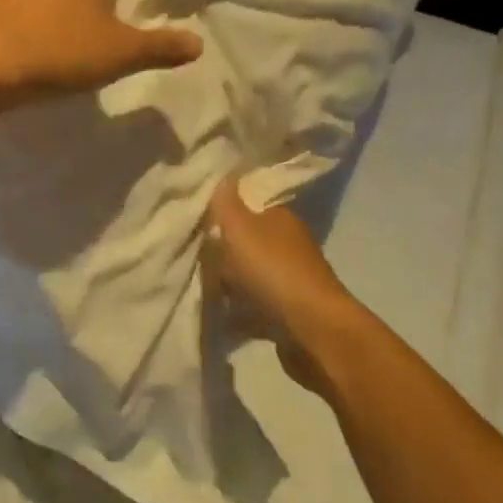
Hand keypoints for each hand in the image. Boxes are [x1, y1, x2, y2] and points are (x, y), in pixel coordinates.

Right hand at [207, 175, 361, 391]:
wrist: (312, 330)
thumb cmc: (273, 270)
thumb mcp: (241, 228)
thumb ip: (226, 202)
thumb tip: (224, 172)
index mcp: (279, 218)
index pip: (248, 204)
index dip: (222, 209)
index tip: (194, 217)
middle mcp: (287, 244)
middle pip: (245, 241)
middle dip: (220, 249)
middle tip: (190, 255)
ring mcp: (289, 279)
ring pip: (248, 275)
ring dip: (227, 282)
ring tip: (197, 287)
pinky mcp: (286, 311)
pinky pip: (252, 306)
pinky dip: (236, 311)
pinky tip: (216, 316)